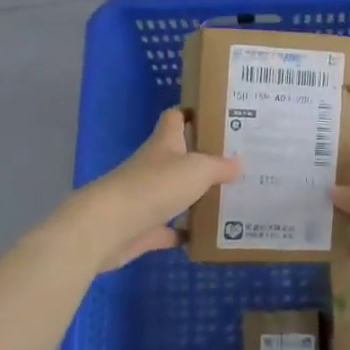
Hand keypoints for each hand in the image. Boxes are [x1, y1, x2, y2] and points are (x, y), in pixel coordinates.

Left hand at [74, 107, 239, 272]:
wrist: (110, 226)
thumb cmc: (155, 185)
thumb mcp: (198, 169)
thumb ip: (220, 166)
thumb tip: (239, 163)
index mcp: (164, 143)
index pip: (175, 118)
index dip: (192, 113)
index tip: (216, 117)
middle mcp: (154, 166)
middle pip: (179, 157)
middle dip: (204, 159)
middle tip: (237, 164)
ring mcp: (147, 198)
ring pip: (176, 194)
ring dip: (197, 197)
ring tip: (230, 199)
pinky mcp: (144, 228)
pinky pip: (170, 229)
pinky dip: (186, 232)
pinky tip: (208, 236)